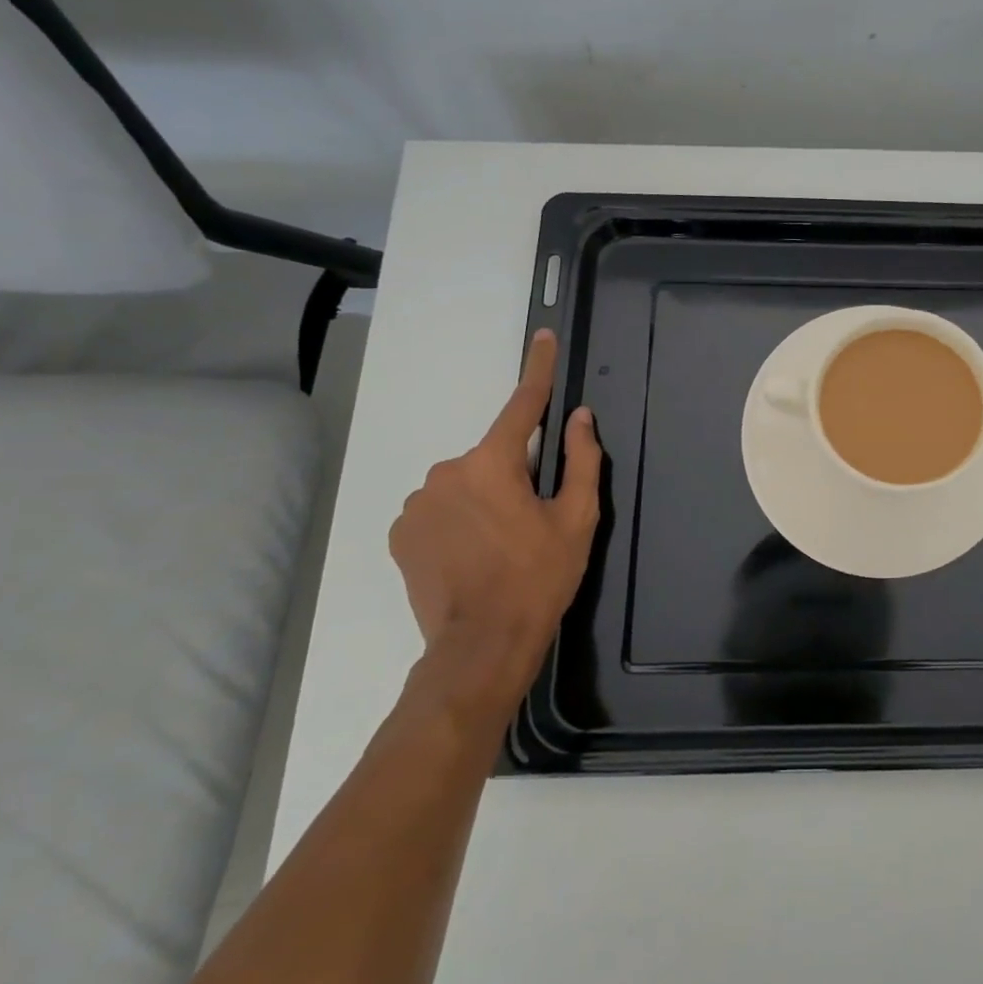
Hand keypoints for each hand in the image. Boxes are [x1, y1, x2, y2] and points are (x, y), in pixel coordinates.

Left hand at [388, 329, 600, 712]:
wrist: (481, 646)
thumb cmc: (539, 577)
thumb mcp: (577, 519)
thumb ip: (582, 461)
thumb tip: (580, 418)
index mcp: (492, 463)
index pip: (522, 405)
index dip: (538, 370)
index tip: (543, 338)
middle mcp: (446, 472)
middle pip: (493, 456)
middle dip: (513, 476)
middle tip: (532, 521)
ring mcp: (416, 504)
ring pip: (464, 484)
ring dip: (484, 500)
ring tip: (500, 548)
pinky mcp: (400, 533)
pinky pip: (438, 509)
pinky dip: (458, 520)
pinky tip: (471, 556)